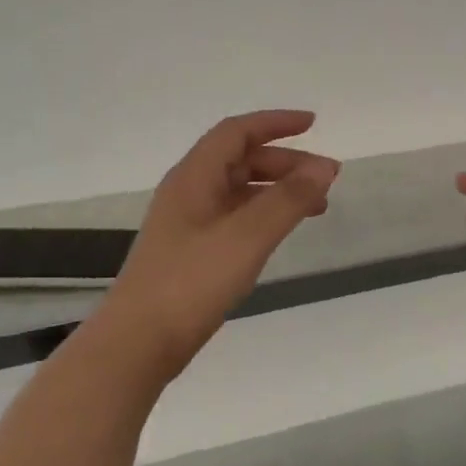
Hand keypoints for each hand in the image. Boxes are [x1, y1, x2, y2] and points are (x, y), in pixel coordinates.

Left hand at [105, 110, 339, 372]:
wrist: (139, 342)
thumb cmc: (191, 282)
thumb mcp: (247, 237)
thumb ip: (288, 200)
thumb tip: (324, 167)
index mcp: (194, 177)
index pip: (236, 132)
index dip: (275, 123)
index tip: (313, 124)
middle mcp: (189, 192)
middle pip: (240, 160)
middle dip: (285, 163)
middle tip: (326, 179)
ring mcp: (188, 224)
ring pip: (239, 191)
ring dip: (277, 190)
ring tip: (316, 207)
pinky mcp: (191, 252)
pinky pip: (234, 217)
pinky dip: (263, 215)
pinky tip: (280, 232)